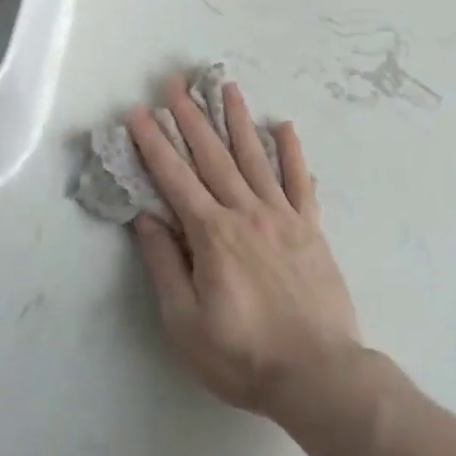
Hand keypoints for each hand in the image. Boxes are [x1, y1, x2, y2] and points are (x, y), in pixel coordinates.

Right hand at [127, 78, 360, 422]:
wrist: (318, 373)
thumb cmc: (243, 355)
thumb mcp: (185, 322)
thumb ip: (165, 265)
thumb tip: (146, 218)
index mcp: (211, 235)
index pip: (174, 178)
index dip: (153, 143)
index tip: (138, 112)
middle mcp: (245, 212)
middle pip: (212, 156)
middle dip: (189, 117)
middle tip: (176, 82)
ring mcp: (282, 216)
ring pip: (254, 157)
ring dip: (237, 120)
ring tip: (226, 86)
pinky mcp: (311, 227)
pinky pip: (299, 181)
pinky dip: (292, 152)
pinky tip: (284, 126)